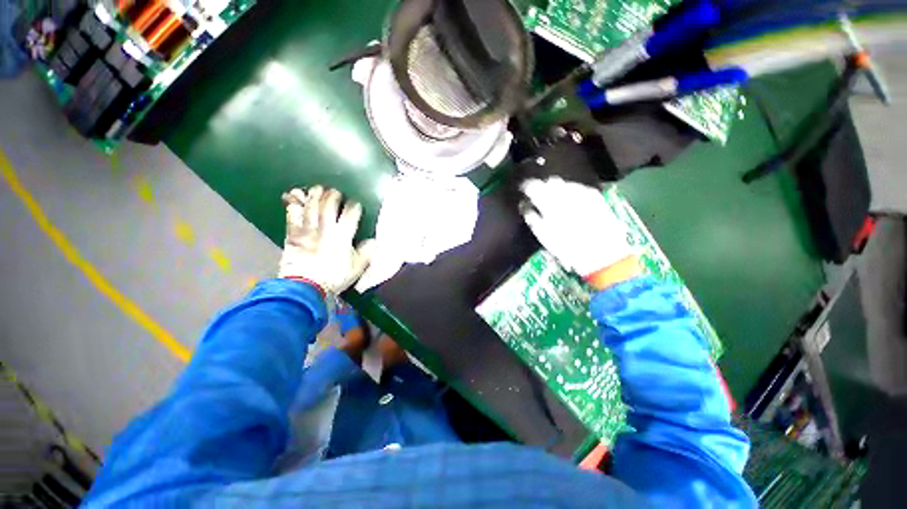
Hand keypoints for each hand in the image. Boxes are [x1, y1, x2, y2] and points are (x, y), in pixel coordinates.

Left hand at [279, 186, 375, 296]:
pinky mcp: (293, 234)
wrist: (305, 286)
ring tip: (317, 189)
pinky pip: (292, 215)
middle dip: (332, 195)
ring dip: (314, 195)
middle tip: (335, 192)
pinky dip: (293, 205)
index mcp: (342, 236)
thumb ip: (366, 253)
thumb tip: (375, 242)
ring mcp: (307, 230)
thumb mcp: (357, 267)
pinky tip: (294, 198)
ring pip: (310, 207)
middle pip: (328, 205)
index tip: (356, 204)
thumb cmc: (334, 277)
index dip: (354, 206)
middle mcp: (325, 228)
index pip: (350, 215)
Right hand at [520, 177, 637, 283]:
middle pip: (550, 181)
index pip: (533, 186)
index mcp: (549, 203)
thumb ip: (532, 217)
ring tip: (556, 202)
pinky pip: (578, 188)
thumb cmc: (567, 248)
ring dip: (557, 190)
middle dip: (543, 187)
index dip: (527, 187)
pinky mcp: (595, 197)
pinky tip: (571, 203)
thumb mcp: (543, 236)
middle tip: (539, 197)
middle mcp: (566, 193)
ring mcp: (582, 193)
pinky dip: (571, 193)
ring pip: (565, 183)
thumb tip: (525, 206)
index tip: (524, 190)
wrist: (602, 254)